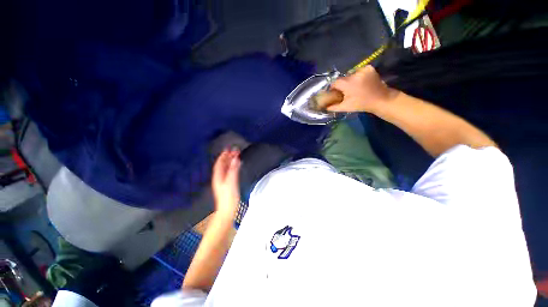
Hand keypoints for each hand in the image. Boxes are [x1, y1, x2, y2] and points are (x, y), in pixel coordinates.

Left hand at [212, 149, 240, 217]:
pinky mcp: (228, 185)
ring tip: (235, 156)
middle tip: (234, 151)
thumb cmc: (228, 198)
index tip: (228, 149)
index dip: (223, 155)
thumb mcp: (231, 182)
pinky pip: (229, 173)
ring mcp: (223, 181)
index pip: (220, 163)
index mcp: (218, 176)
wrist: (227, 210)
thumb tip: (235, 159)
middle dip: (228, 157)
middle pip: (223, 165)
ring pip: (226, 169)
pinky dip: (233, 167)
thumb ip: (233, 170)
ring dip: (230, 162)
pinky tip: (236, 167)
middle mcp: (219, 178)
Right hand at [326, 65, 398, 112]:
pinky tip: (360, 82)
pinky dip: (357, 76)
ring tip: (354, 87)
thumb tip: (325, 106)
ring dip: (350, 80)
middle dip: (343, 85)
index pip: (335, 83)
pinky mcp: (369, 68)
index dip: (334, 88)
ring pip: (350, 74)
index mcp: (348, 83)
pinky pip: (358, 71)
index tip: (335, 93)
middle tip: (346, 92)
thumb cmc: (361, 104)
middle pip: (343, 78)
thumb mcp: (345, 107)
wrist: (380, 99)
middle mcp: (354, 74)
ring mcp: (363, 69)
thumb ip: (333, 107)